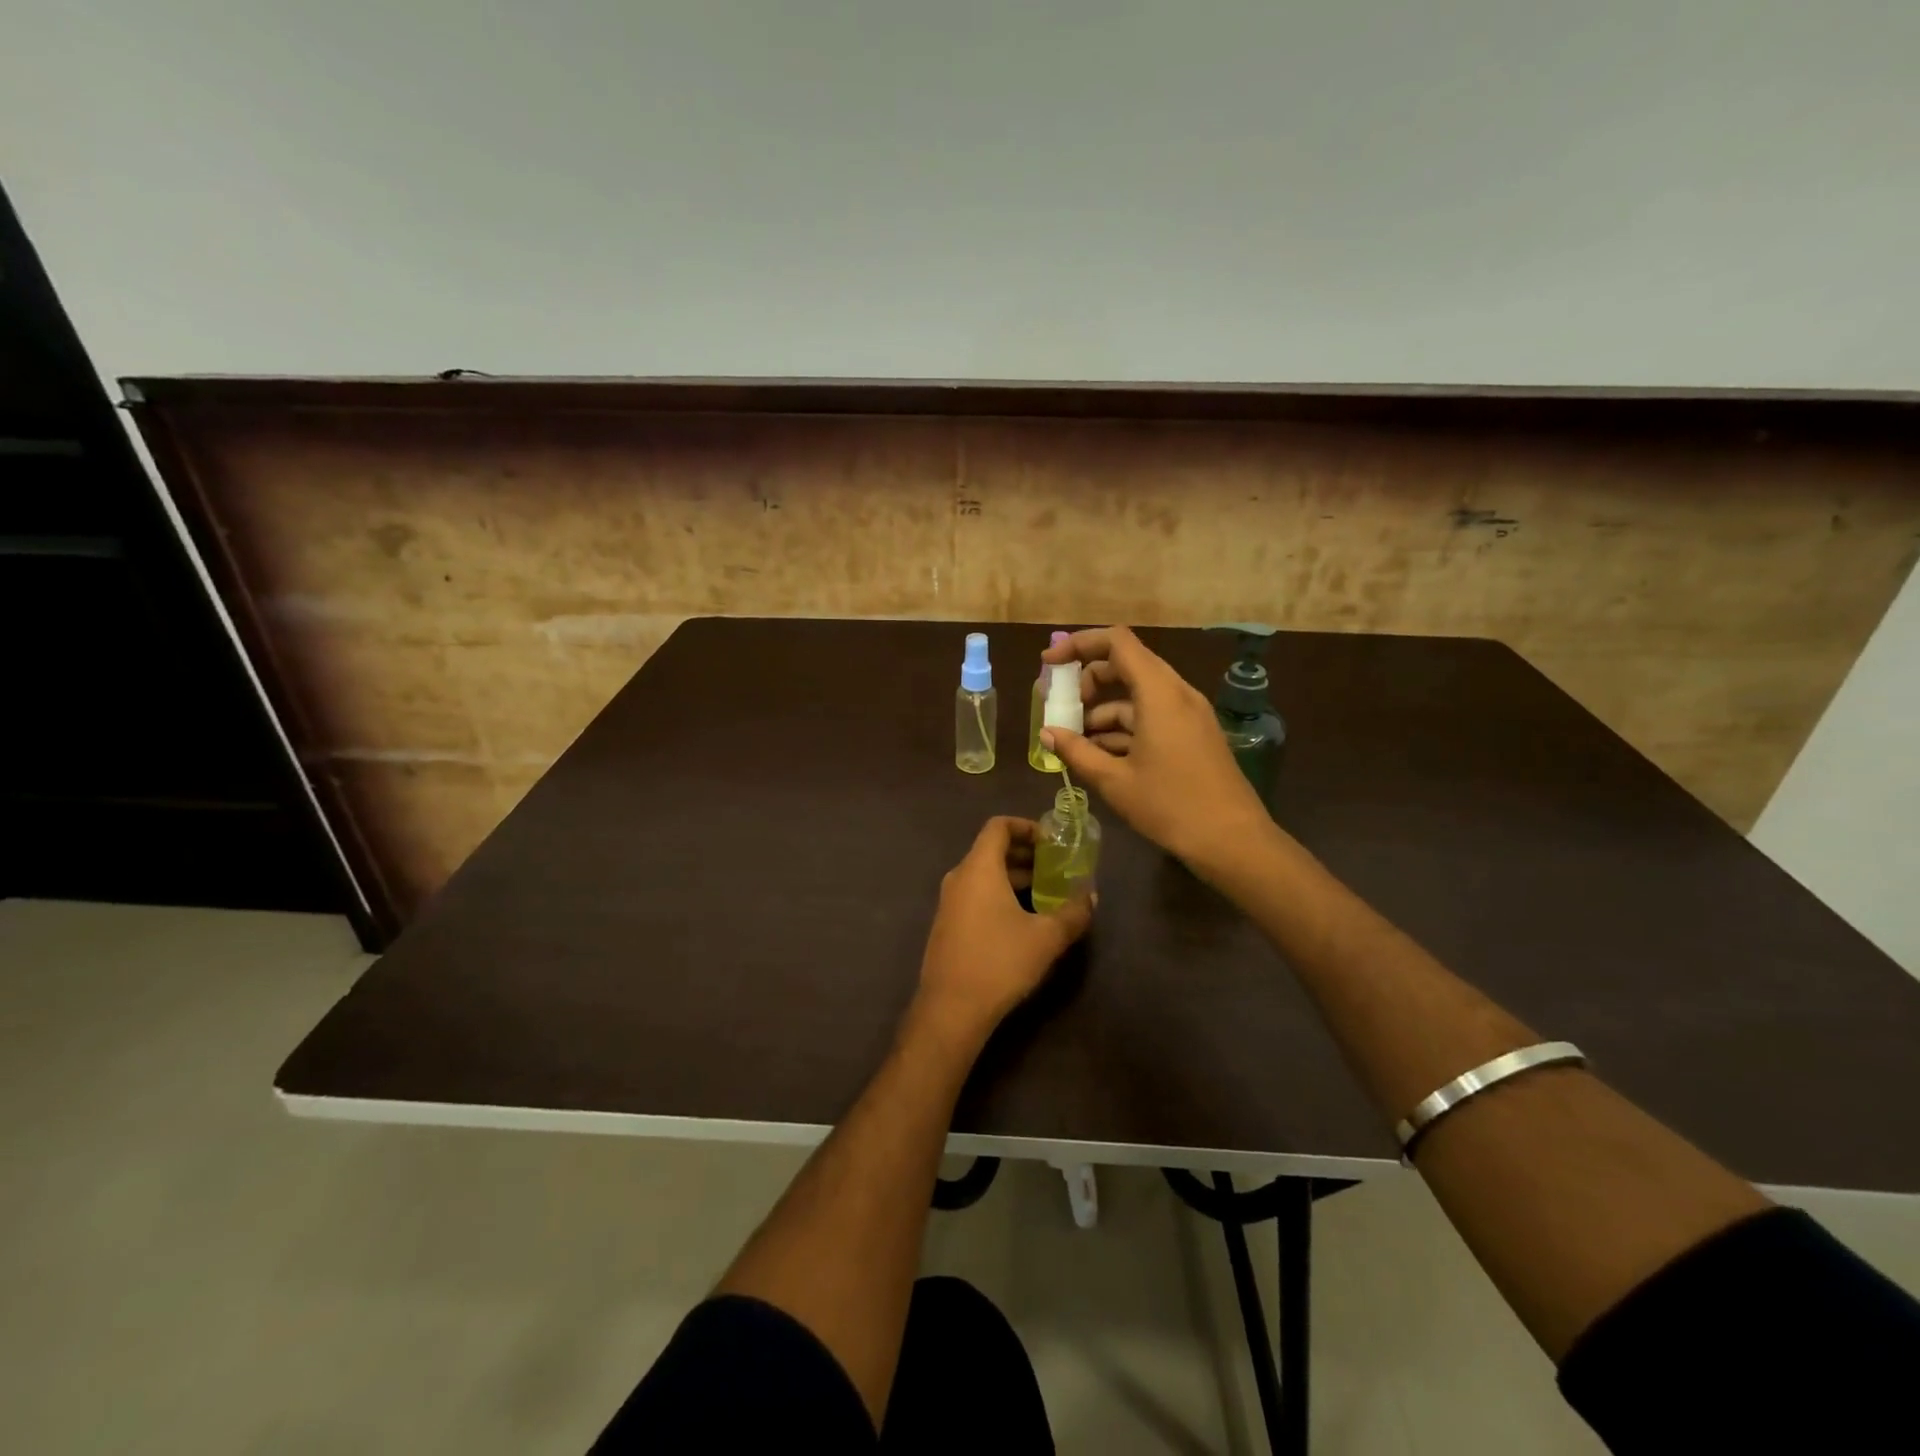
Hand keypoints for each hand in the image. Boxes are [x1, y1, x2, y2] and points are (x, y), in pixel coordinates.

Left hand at [914, 816, 1094, 1039]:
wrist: (951, 1009)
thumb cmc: (1000, 962)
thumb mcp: (1046, 938)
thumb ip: (1073, 912)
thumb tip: (1091, 896)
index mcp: (979, 868)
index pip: (998, 826)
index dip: (1026, 826)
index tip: (1052, 840)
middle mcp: (959, 877)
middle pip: (991, 849)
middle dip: (1026, 854)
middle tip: (1056, 867)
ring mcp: (949, 902)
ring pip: (984, 875)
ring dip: (1014, 877)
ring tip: (1046, 893)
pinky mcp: (947, 924)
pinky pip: (975, 894)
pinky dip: (999, 894)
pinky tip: (1022, 919)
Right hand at [1041, 625, 1269, 867]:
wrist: (1233, 840)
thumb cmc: (1170, 807)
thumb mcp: (1114, 781)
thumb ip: (1076, 751)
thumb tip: (1047, 733)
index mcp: (1159, 693)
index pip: (1116, 642)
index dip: (1078, 645)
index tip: (1049, 665)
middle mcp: (1177, 692)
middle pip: (1126, 664)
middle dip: (1088, 681)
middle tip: (1062, 709)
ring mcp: (1189, 713)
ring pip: (1138, 694)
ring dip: (1104, 709)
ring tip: (1076, 742)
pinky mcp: (1194, 733)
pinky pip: (1153, 714)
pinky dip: (1124, 725)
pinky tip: (1103, 755)